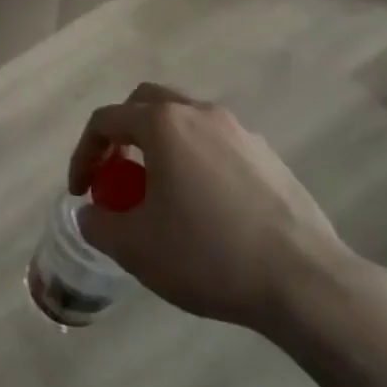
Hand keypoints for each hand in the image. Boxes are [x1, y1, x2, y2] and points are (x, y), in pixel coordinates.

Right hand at [67, 83, 354, 331]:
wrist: (305, 282)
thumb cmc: (208, 255)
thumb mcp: (134, 247)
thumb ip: (98, 223)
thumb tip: (92, 214)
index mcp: (164, 124)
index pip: (106, 121)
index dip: (83, 154)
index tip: (81, 192)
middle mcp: (201, 114)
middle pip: (146, 104)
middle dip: (121, 134)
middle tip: (116, 173)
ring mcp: (241, 132)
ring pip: (185, 122)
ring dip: (160, 146)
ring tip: (158, 192)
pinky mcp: (269, 157)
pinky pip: (216, 145)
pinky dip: (195, 160)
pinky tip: (202, 206)